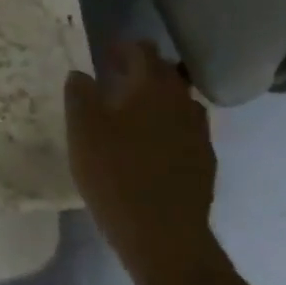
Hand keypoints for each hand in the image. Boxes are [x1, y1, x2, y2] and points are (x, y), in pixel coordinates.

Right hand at [65, 42, 219, 284]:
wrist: (165, 237)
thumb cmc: (116, 176)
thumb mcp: (83, 132)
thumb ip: (79, 95)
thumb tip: (80, 74)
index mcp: (152, 86)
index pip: (142, 50)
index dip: (122, 48)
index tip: (104, 54)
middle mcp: (182, 101)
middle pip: (164, 73)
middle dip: (141, 71)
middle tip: (114, 82)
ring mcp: (199, 132)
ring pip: (178, 102)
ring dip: (157, 100)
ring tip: (132, 115)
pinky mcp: (205, 162)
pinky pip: (186, 131)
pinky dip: (168, 128)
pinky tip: (152, 148)